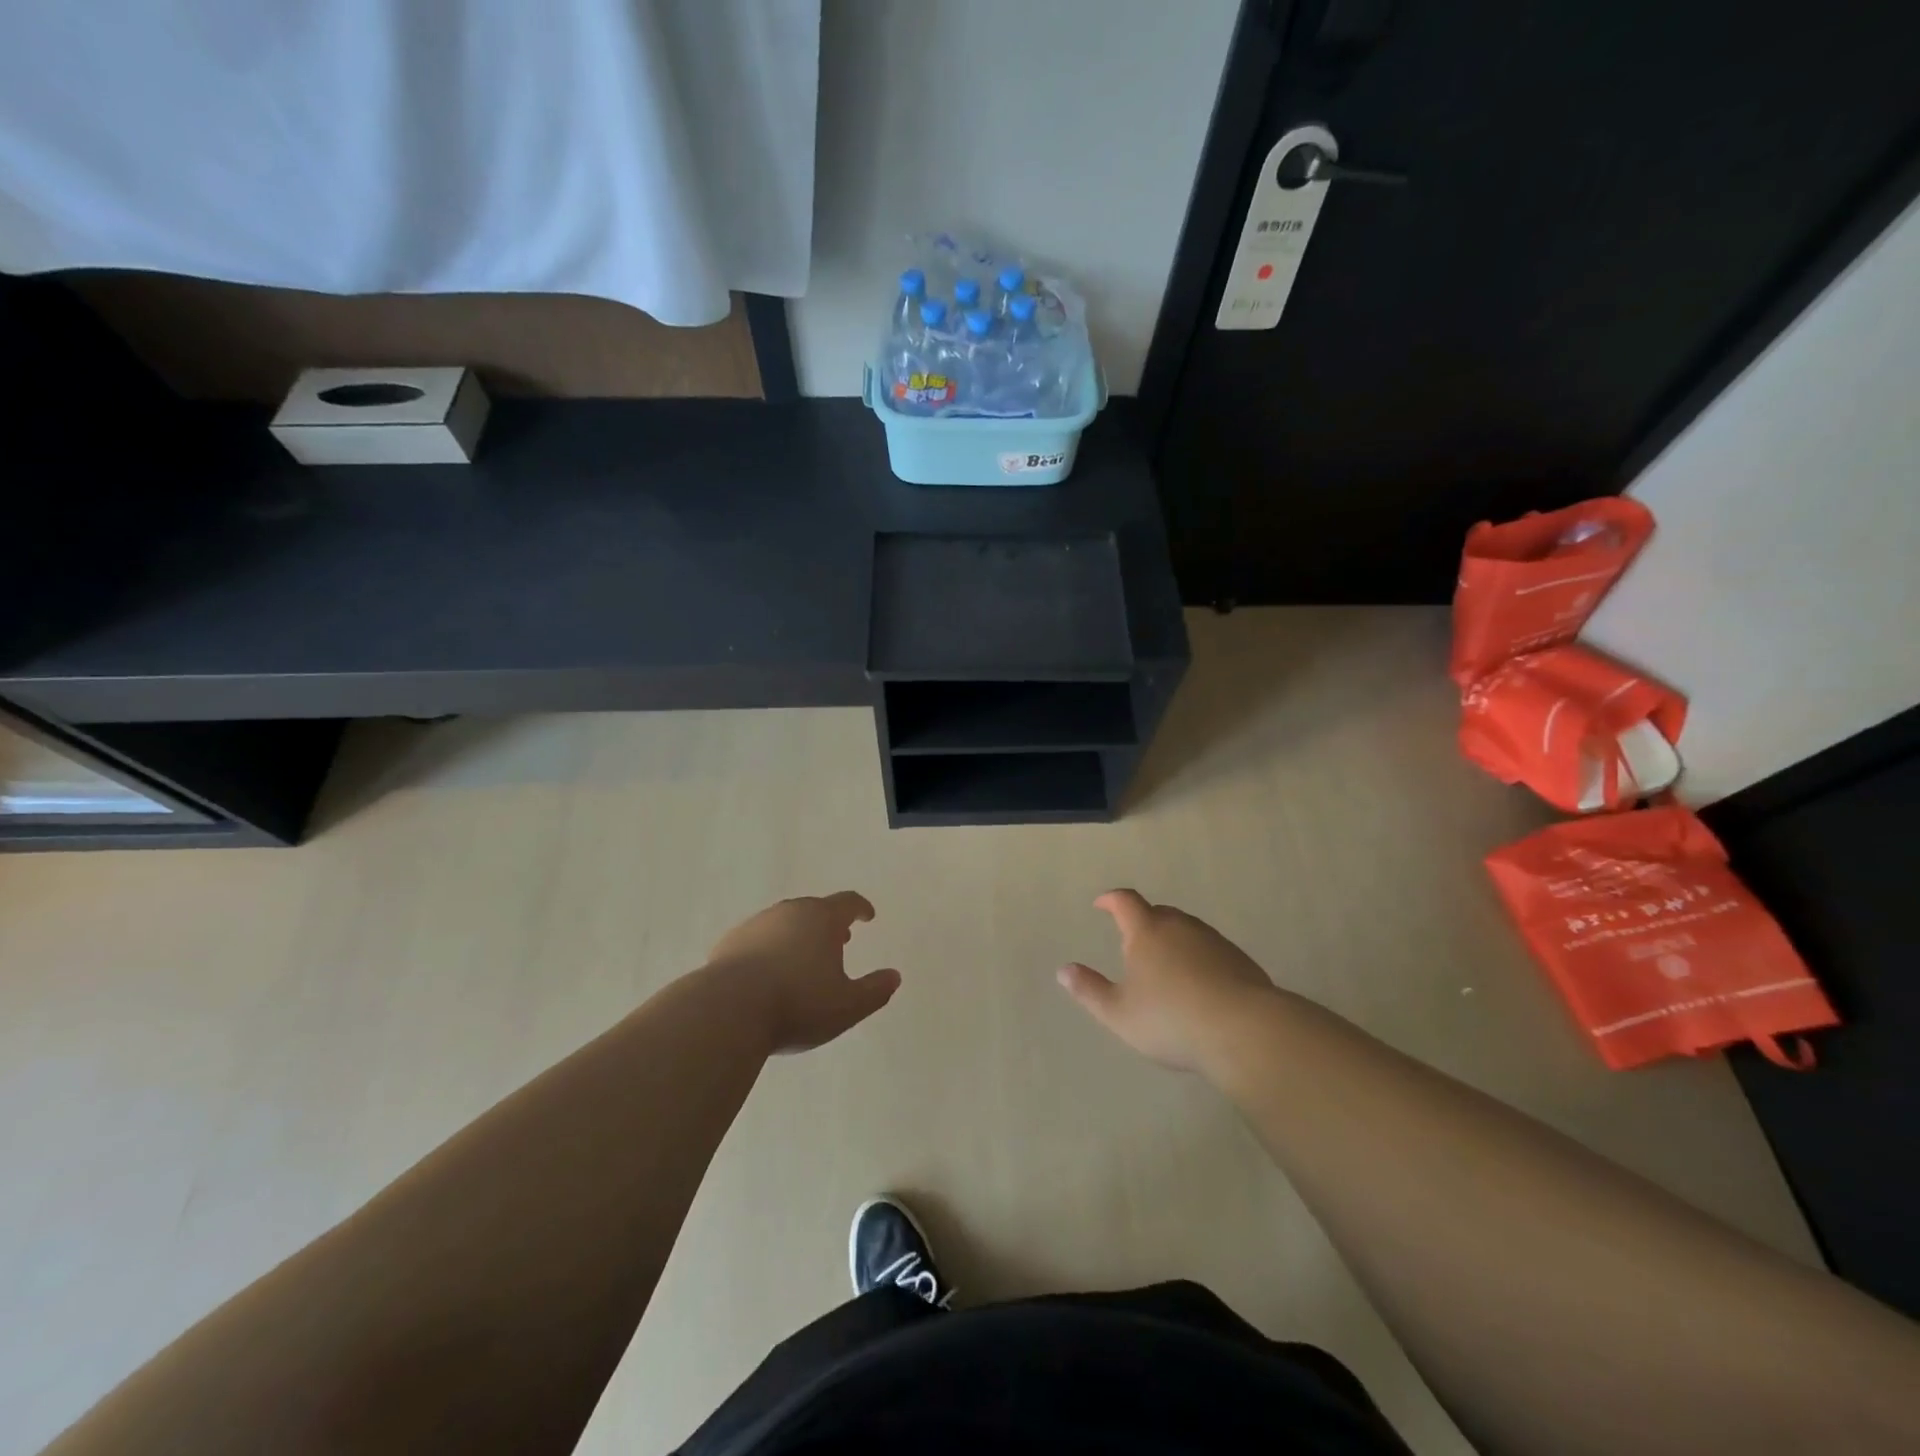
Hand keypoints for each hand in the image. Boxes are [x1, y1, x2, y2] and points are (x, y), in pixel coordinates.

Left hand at [707, 892, 899, 1054]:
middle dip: (829, 923)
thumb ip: (875, 990)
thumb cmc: (798, 1003)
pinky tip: (767, 973)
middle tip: (839, 940)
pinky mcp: (729, 943)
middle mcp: (789, 912)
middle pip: (814, 909)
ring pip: (784, 922)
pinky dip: (768, 949)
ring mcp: (756, 925)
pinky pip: (757, 940)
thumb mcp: (848, 1006)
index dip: (861, 908)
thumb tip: (894, 976)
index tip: (868, 916)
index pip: (848, 902)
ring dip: (798, 935)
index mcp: (822, 919)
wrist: (728, 1010)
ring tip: (803, 959)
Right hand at [1058, 889, 1275, 1071]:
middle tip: (1133, 943)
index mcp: (1147, 932)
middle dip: (1143, 922)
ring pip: (1186, 930)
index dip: (1111, 900)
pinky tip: (1199, 986)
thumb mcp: (1119, 1013)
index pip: (1125, 902)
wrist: (1245, 1031)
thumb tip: (1064, 970)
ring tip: (1166, 967)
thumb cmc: (1171, 1020)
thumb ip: (1089, 990)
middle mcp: (1180, 927)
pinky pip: (1210, 950)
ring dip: (1172, 940)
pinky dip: (1198, 958)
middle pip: (1158, 913)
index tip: (1101, 904)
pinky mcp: (1240, 960)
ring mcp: (1213, 941)